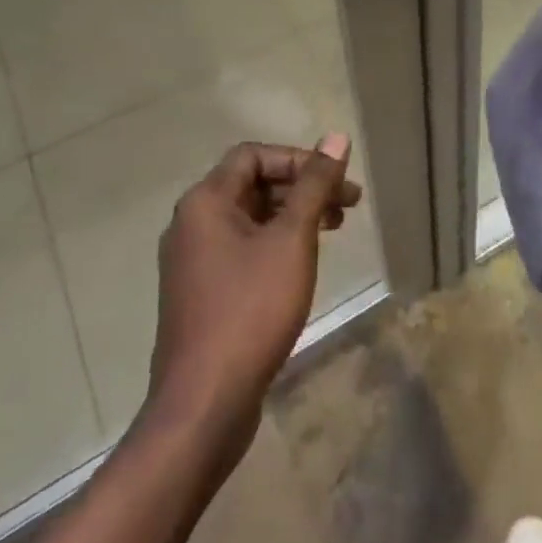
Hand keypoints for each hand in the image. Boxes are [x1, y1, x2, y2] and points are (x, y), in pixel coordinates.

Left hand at [144, 134, 359, 467]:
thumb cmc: (251, 310)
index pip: (254, 155)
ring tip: (335, 229)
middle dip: (304, 188)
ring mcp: (193, 261)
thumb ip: (314, 186)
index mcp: (205, 202)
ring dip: (294, 215)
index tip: (337, 182)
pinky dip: (276, 243)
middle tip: (349, 205)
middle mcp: (192, 223)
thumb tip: (336, 138)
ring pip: (250, 218)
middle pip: (252, 184)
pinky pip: (242, 248)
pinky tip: (303, 262)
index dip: (299, 159)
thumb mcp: (292, 240)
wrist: (203, 405)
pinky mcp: (201, 292)